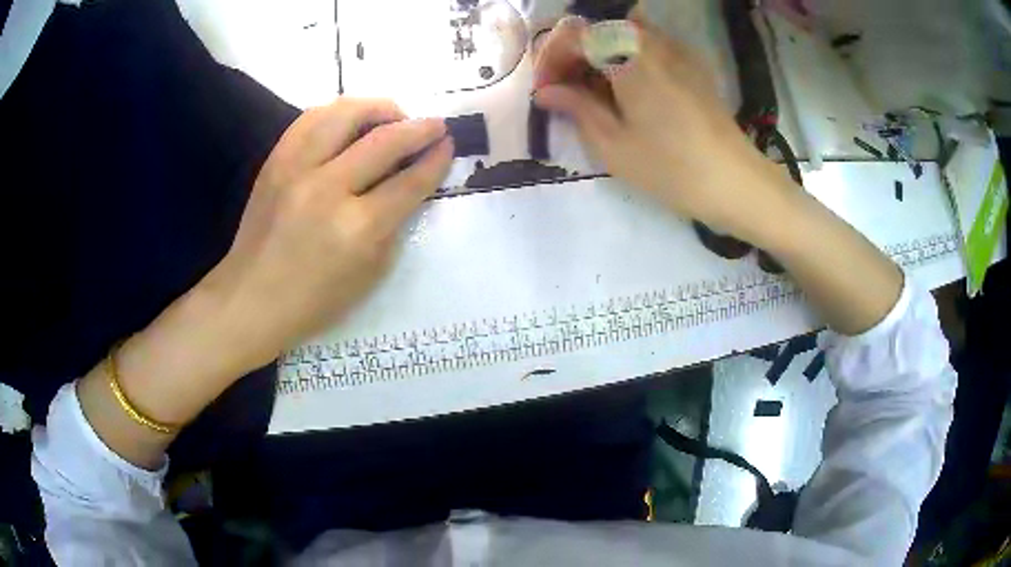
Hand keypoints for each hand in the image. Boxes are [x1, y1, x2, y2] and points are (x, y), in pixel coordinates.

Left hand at [203, 98, 452, 371]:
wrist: (251, 299)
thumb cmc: (315, 299)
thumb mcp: (370, 273)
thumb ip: (394, 223)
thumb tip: (409, 182)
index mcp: (357, 229)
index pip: (409, 182)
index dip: (436, 159)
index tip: (449, 145)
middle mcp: (327, 189)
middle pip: (384, 140)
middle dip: (419, 128)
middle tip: (435, 125)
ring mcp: (296, 169)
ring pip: (345, 114)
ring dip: (379, 108)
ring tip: (393, 116)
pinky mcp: (275, 161)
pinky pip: (311, 118)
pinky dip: (338, 112)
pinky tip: (351, 120)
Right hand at [533, 15, 795, 245]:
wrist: (735, 182)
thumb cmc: (672, 168)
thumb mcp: (613, 145)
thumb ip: (576, 108)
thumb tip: (546, 92)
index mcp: (628, 55)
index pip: (573, 33)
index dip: (551, 57)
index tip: (547, 90)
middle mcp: (651, 40)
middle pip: (597, 28)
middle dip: (573, 54)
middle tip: (565, 92)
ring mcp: (675, 49)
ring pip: (621, 35)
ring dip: (598, 57)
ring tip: (593, 95)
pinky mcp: (690, 64)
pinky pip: (647, 47)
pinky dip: (625, 60)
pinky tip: (626, 93)